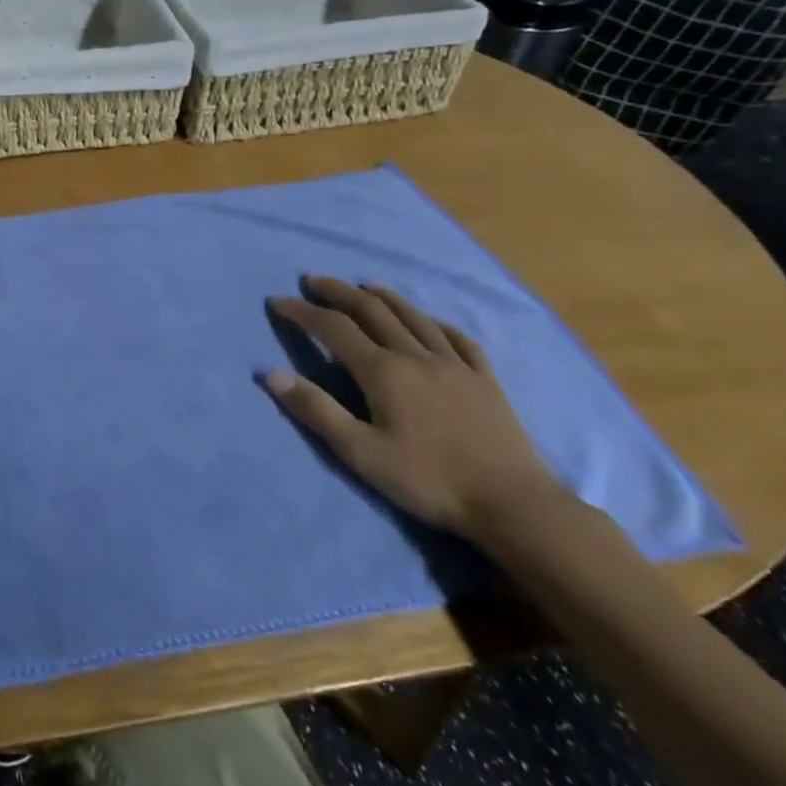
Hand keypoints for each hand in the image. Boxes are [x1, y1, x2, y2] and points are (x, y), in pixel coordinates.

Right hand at [262, 276, 563, 540]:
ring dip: (384, 297)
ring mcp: (455, 365)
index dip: (303, 311)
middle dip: (339, 292)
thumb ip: (316, 410)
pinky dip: (435, 323)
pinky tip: (430, 322)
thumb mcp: (360, 452)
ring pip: (414, 317)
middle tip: (314, 282)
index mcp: (383, 371)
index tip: (278, 301)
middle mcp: (416, 356)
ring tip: (365, 286)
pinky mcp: (485, 380)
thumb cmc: (428, 480)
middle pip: (372, 311)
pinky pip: (458, 339)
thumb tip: (271, 374)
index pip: (333, 328)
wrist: (513, 504)